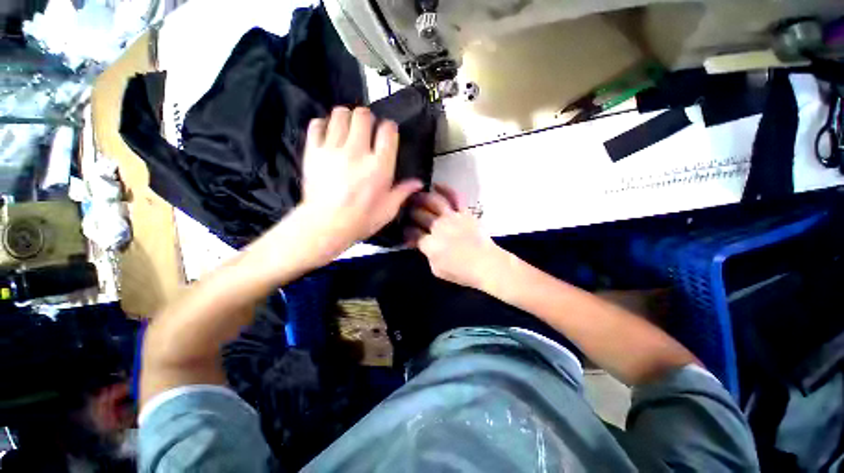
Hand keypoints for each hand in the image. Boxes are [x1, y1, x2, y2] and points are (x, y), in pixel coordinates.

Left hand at [296, 107, 422, 260]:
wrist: (326, 225)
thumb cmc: (361, 220)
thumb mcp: (388, 209)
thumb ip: (403, 192)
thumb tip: (418, 183)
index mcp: (379, 166)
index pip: (387, 131)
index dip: (389, 128)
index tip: (387, 133)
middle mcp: (357, 151)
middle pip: (363, 115)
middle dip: (367, 118)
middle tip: (367, 129)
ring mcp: (333, 149)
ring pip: (340, 114)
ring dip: (346, 118)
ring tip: (348, 129)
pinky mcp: (313, 152)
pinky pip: (316, 125)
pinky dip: (323, 125)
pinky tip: (328, 134)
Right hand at [406, 184, 504, 288]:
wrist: (487, 264)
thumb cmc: (462, 272)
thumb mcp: (437, 269)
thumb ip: (427, 255)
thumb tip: (423, 245)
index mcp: (430, 244)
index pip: (412, 234)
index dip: (406, 232)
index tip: (406, 232)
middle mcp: (438, 227)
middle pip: (419, 215)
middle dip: (410, 213)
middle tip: (408, 212)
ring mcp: (452, 217)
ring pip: (433, 202)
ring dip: (421, 198)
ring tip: (415, 196)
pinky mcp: (464, 212)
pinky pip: (454, 196)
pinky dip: (445, 189)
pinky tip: (436, 185)